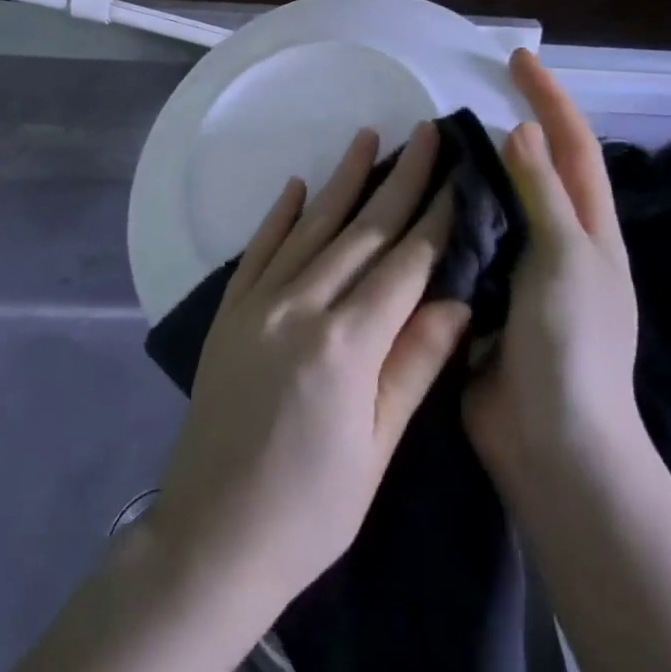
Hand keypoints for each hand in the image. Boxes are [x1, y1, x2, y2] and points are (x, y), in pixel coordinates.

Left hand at [150, 122, 471, 619]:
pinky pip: (258, 250)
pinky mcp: (229, 313)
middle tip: (425, 133)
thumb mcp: (376, 449)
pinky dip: (279, 215)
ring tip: (367, 137)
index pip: (404, 263)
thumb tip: (458, 300)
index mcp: (346, 344)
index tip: (459, 175)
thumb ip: (414, 366)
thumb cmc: (309, 509)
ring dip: (341, 181)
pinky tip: (295, 185)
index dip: (436, 217)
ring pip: (310, 228)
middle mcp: (300, 307)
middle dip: (399, 179)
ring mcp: (257, 305)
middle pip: (362, 231)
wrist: (211, 537)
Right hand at [465, 49, 642, 477]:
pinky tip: (409, 204)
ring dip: (467, 174)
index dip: (550, 98)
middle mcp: (555, 244)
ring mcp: (518, 272)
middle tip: (457, 101)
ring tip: (425, 145)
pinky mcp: (483, 297)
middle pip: (533, 170)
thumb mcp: (566, 261)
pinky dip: (443, 219)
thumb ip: (542, 195)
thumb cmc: (571, 347)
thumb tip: (522, 129)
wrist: (551, 445)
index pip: (573, 146)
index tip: (517, 60)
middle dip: (506, 127)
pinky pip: (463, 244)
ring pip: (492, 206)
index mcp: (588, 230)